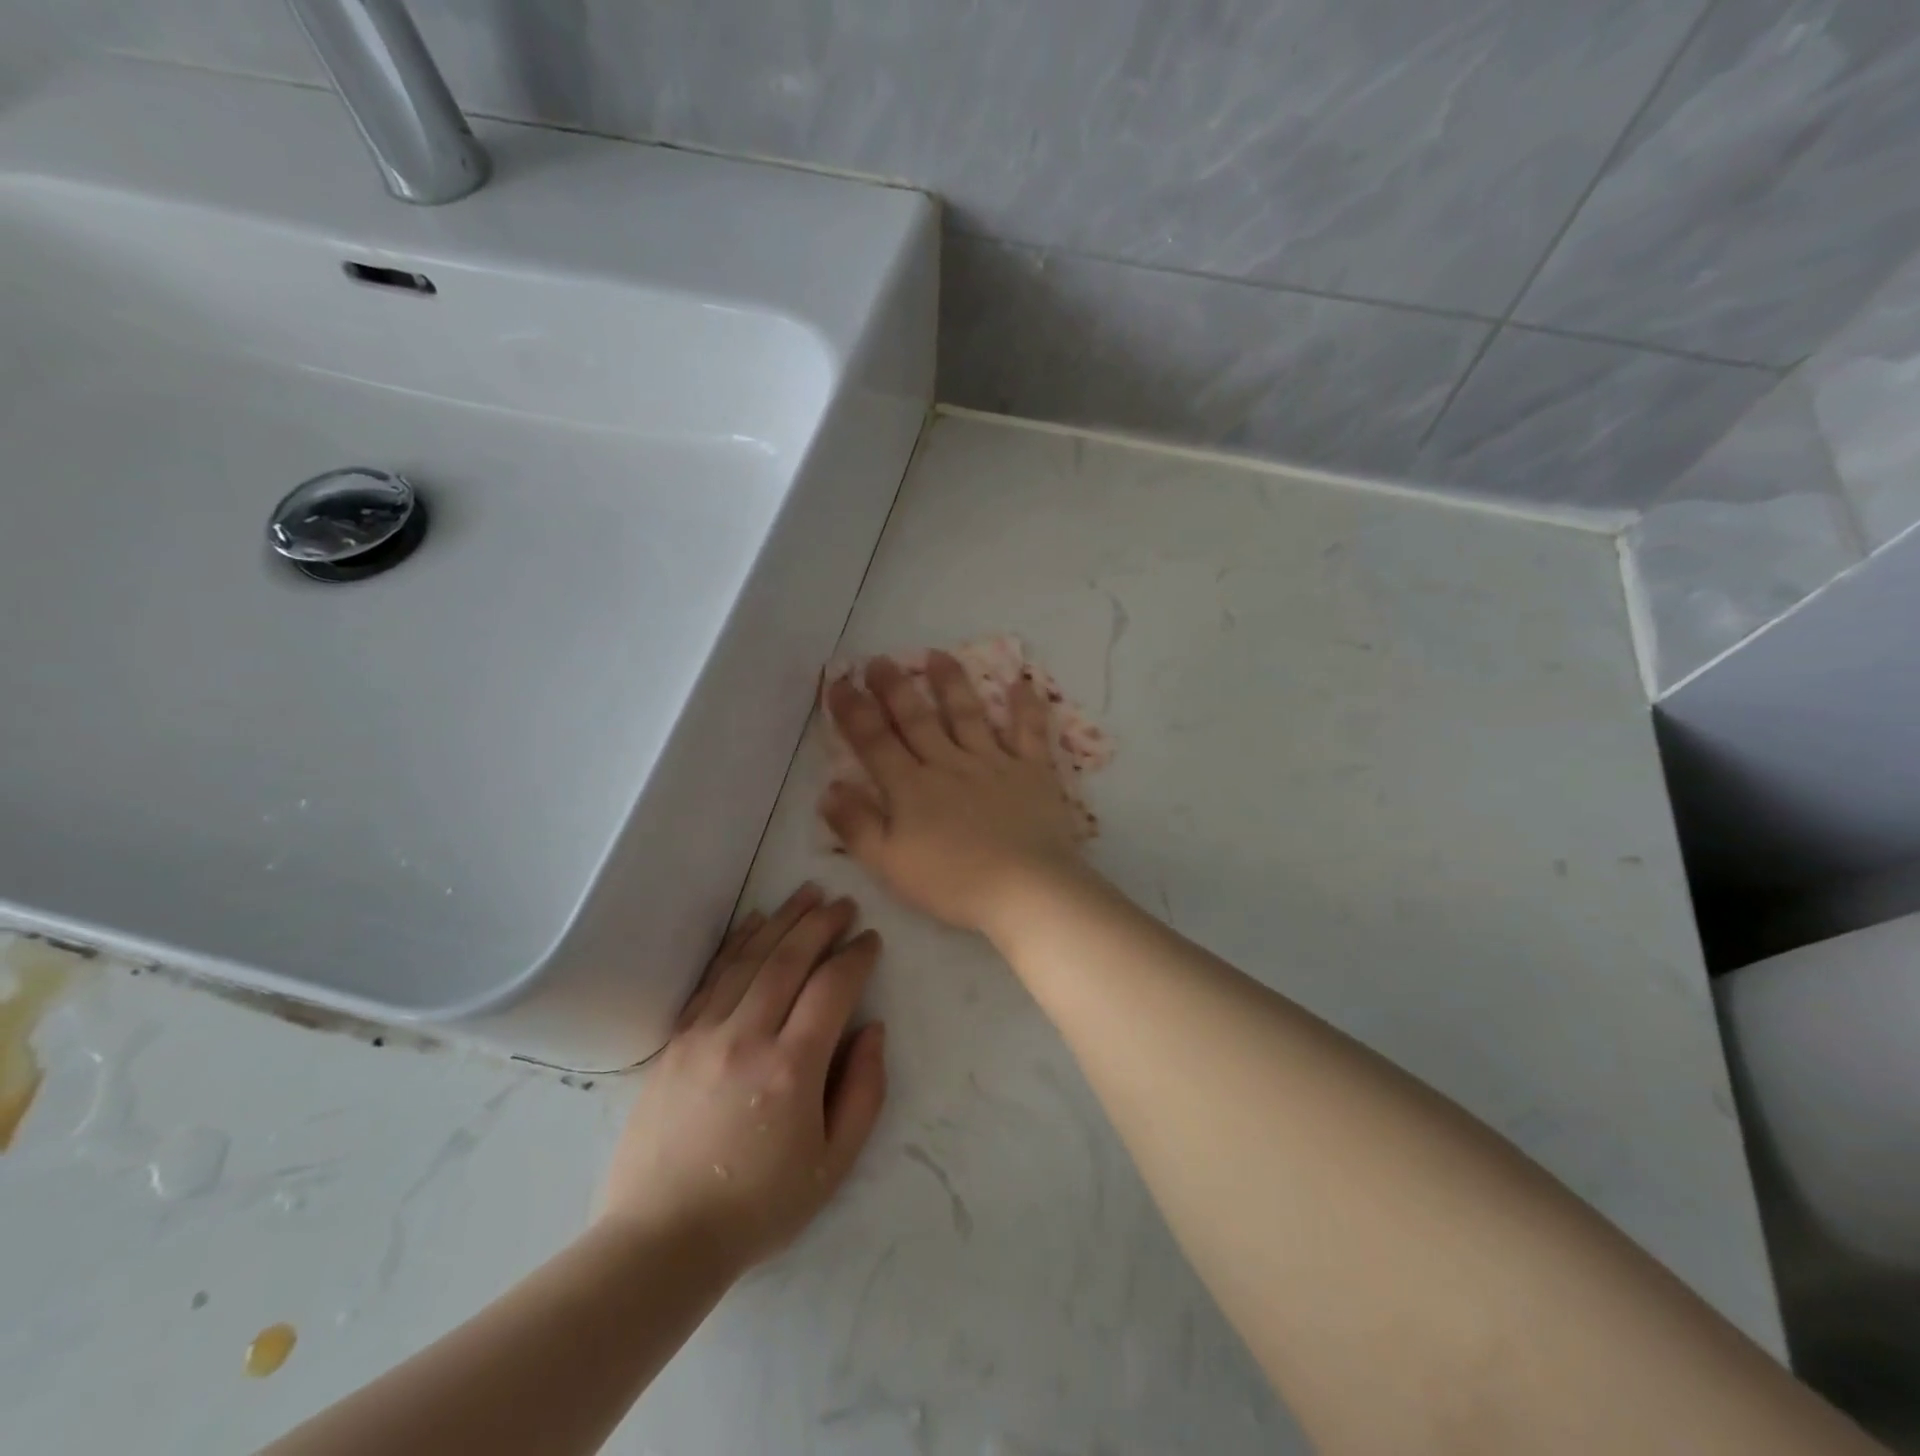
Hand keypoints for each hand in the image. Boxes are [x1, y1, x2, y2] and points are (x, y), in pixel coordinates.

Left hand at [598, 884, 887, 1271]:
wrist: (662, 1238)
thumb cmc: (759, 1206)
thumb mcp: (834, 1164)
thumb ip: (864, 1090)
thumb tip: (871, 1028)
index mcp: (792, 1068)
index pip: (832, 988)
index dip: (856, 956)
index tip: (870, 940)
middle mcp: (747, 1037)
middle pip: (790, 960)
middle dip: (822, 923)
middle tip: (844, 902)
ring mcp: (705, 1034)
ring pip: (751, 958)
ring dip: (783, 920)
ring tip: (808, 894)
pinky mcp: (676, 1040)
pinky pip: (712, 977)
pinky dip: (738, 943)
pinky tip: (756, 922)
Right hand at [821, 652, 1086, 934]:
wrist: (1025, 889)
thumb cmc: (952, 883)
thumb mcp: (889, 864)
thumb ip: (856, 825)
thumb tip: (829, 787)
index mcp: (911, 788)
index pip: (874, 742)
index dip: (853, 711)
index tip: (839, 683)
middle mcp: (949, 764)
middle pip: (916, 719)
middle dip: (895, 688)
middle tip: (880, 660)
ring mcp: (993, 764)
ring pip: (967, 715)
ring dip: (951, 683)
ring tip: (938, 655)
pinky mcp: (1032, 772)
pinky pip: (1028, 732)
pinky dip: (1025, 707)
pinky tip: (1021, 683)